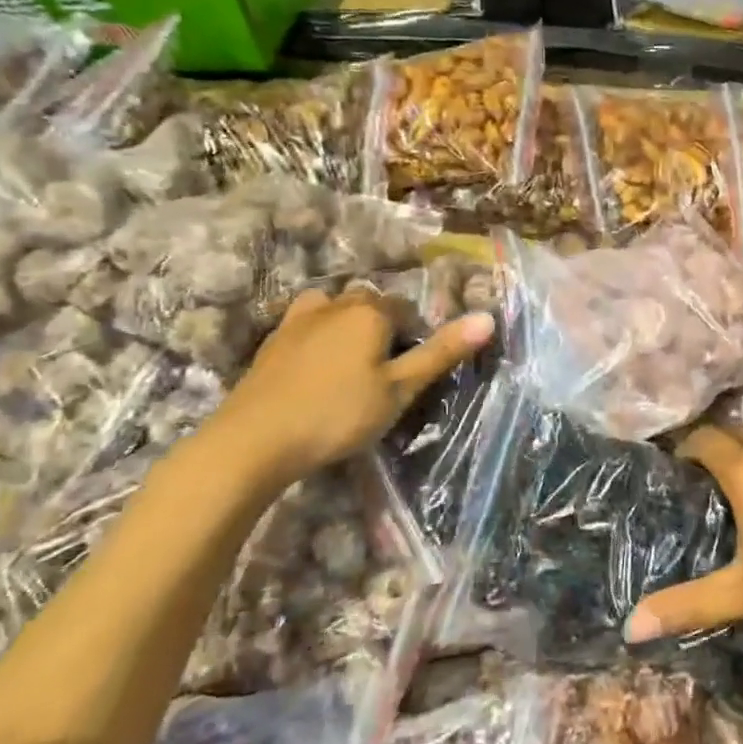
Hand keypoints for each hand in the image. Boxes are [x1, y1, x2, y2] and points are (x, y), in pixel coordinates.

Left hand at [192, 289, 492, 494]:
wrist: (254, 440)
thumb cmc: (338, 415)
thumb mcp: (400, 390)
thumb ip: (441, 353)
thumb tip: (488, 318)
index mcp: (370, 311)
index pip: (406, 310)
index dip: (415, 338)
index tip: (410, 374)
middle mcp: (335, 304)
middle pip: (370, 304)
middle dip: (383, 328)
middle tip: (383, 374)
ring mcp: (298, 319)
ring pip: (335, 309)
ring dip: (347, 326)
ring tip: (350, 364)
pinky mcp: (272, 340)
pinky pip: (306, 325)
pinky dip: (318, 338)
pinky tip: (315, 370)